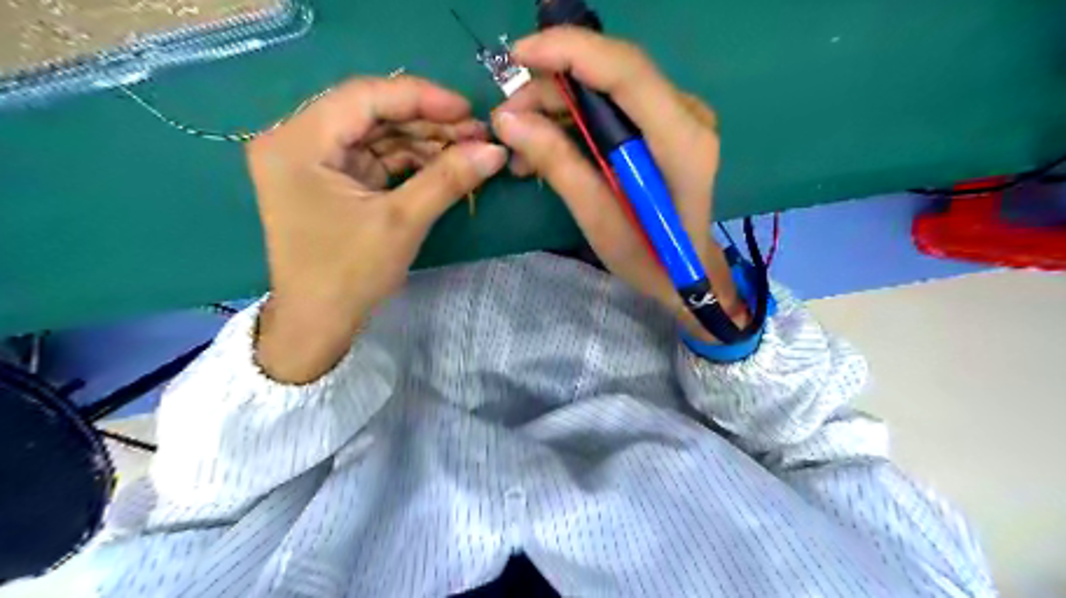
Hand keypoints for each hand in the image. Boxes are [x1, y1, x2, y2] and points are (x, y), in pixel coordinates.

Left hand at [247, 75, 505, 383]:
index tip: (468, 110)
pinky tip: (444, 164)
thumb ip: (448, 179)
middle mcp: (297, 141)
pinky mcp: (330, 180)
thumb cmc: (349, 275)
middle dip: (427, 122)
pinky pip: (375, 159)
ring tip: (468, 150)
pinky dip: (410, 161)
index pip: (364, 97)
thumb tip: (495, 150)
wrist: (318, 324)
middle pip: (371, 113)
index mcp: (297, 143)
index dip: (421, 98)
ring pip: (377, 135)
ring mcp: (312, 161)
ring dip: (423, 142)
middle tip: (475, 134)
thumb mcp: (401, 222)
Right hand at [496, 29, 743, 339]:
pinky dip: (574, 117)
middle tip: (507, 117)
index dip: (569, 51)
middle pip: (613, 72)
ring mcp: (679, 116)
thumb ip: (559, 166)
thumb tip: (508, 120)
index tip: (516, 57)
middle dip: (552, 84)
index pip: (626, 71)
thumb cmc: (649, 258)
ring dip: (558, 103)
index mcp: (681, 142)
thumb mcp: (599, 221)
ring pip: (608, 85)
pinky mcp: (665, 124)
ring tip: (519, 139)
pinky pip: (612, 103)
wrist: (685, 271)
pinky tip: (546, 142)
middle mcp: (687, 115)